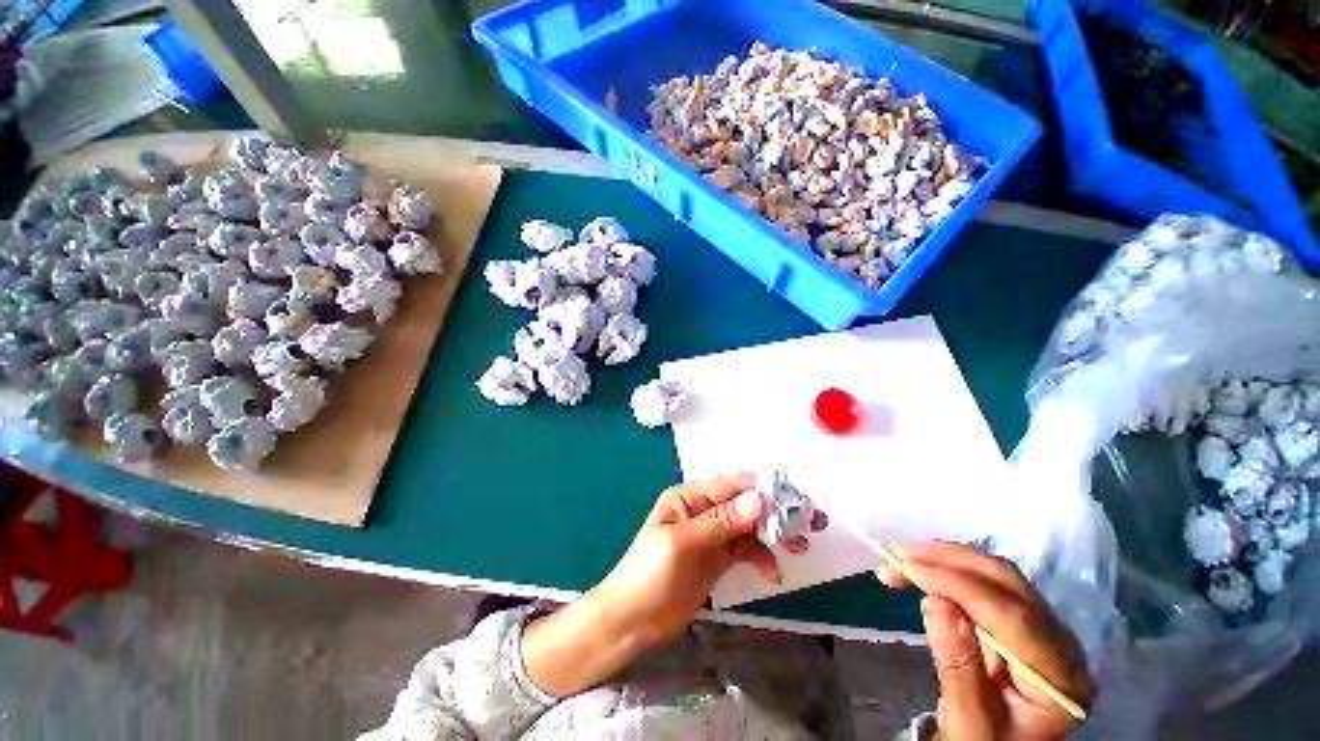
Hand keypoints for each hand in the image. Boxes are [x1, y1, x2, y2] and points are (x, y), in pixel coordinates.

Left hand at [596, 472, 826, 646]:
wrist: (632, 621)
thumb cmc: (650, 575)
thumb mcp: (682, 544)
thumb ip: (720, 522)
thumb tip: (758, 499)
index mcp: (690, 498)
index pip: (731, 485)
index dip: (763, 489)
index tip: (795, 499)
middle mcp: (703, 510)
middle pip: (745, 504)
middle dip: (776, 511)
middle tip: (810, 521)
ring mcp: (712, 535)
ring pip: (750, 526)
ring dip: (774, 534)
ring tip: (799, 546)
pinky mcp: (718, 558)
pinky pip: (746, 549)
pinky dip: (762, 556)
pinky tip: (773, 572)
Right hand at [877, 542, 1094, 740]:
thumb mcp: (968, 724)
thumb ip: (958, 669)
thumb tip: (936, 604)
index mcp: (1059, 679)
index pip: (1012, 617)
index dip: (958, 585)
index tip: (906, 567)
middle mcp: (1062, 644)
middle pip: (1008, 584)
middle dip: (949, 562)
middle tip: (898, 556)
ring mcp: (1045, 628)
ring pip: (996, 574)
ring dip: (946, 560)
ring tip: (902, 560)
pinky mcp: (1023, 620)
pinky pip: (987, 582)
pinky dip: (950, 570)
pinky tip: (924, 571)